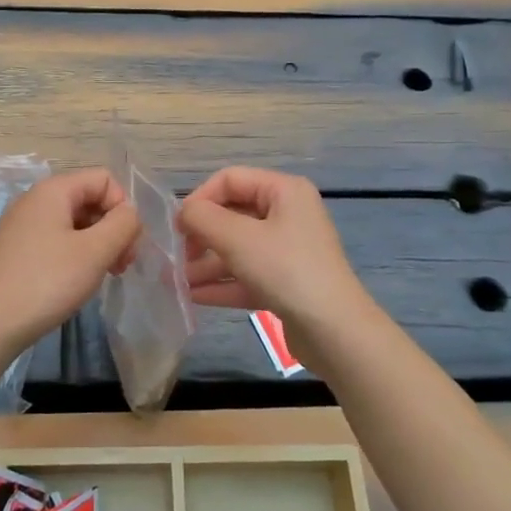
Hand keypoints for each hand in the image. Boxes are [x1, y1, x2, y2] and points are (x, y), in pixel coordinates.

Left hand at [0, 168, 140, 352]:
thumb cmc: (46, 282)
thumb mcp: (95, 252)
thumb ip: (123, 224)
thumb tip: (129, 213)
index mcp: (53, 190)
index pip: (104, 179)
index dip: (123, 208)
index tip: (127, 246)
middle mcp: (34, 200)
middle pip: (89, 199)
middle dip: (112, 228)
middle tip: (120, 267)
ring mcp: (21, 225)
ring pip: (73, 222)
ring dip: (96, 244)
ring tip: (101, 277)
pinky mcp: (14, 250)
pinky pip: (55, 240)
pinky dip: (74, 255)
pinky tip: (74, 282)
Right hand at [179, 167, 371, 340]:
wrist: (334, 331)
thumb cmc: (285, 270)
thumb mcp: (238, 239)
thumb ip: (203, 219)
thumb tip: (184, 213)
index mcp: (284, 191)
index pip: (230, 179)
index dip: (200, 198)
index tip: (178, 226)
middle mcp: (288, 215)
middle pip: (233, 215)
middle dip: (201, 235)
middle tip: (177, 256)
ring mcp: (289, 251)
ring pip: (238, 248)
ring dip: (206, 263)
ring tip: (176, 282)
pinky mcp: (287, 283)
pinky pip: (247, 274)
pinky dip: (222, 282)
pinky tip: (193, 297)